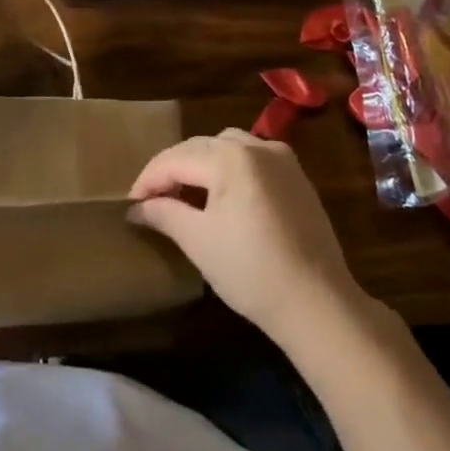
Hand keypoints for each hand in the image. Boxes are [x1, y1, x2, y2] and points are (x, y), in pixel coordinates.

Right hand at [129, 130, 364, 345]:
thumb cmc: (251, 271)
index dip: (148, 181)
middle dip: (172, 170)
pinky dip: (229, 169)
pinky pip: (252, 159)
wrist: (319, 304)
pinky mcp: (297, 178)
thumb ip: (164, 214)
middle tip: (152, 199)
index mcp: (230, 158)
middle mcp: (256, 146)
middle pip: (199, 147)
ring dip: (200, 164)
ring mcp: (281, 159)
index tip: (131, 205)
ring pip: (226, 147)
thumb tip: (137, 209)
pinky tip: (222, 196)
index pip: (175, 160)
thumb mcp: (198, 241)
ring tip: (185, 194)